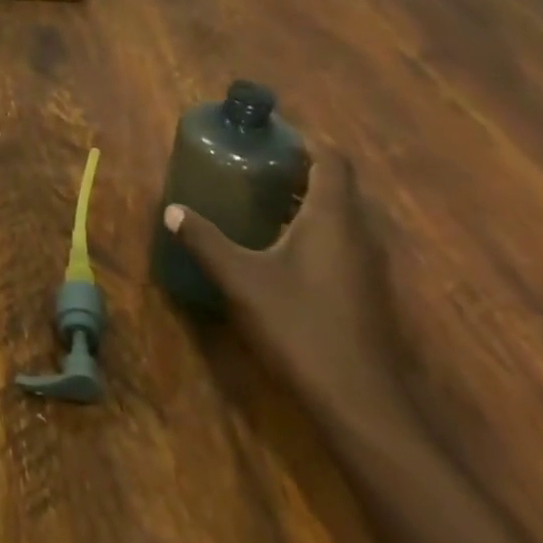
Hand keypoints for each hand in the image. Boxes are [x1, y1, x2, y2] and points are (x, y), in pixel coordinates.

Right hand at [166, 154, 407, 418]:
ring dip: (308, 202)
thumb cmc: (300, 327)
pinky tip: (283, 251)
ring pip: (342, 216)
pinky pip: (344, 242)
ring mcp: (370, 266)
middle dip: (299, 170)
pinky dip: (317, 231)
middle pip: (337, 185)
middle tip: (256, 166)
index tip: (269, 136)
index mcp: (332, 217)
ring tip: (263, 202)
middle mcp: (359, 233)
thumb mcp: (241, 280)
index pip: (330, 158)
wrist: (362, 405)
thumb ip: (205, 241)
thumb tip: (172, 210)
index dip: (304, 141)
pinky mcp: (369, 294)